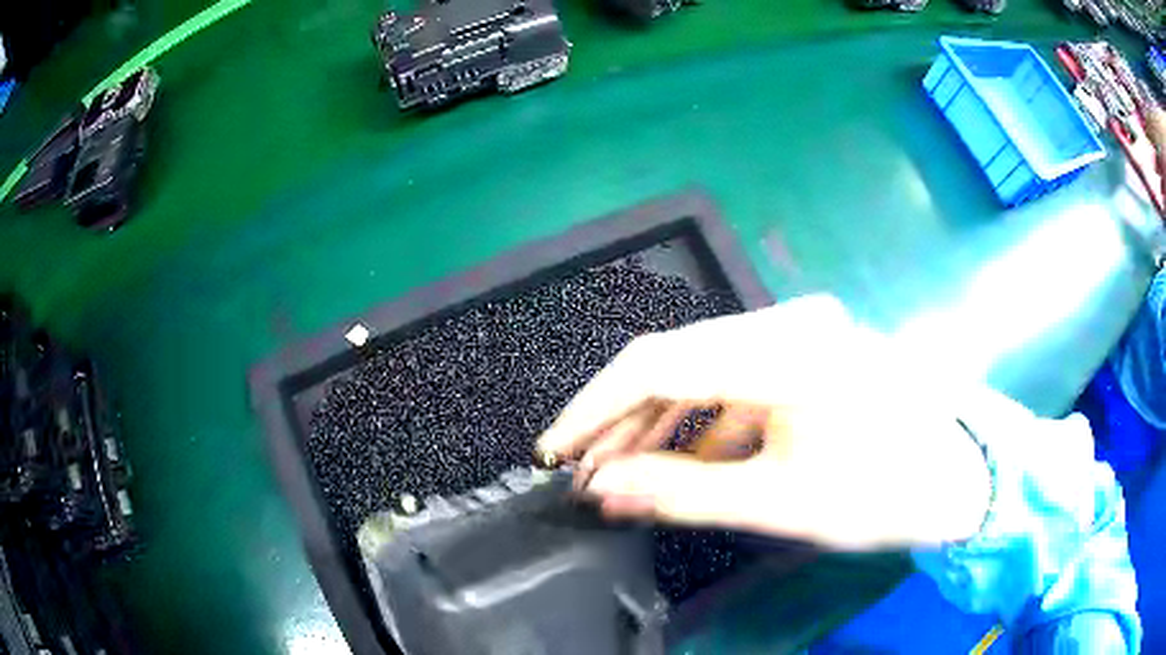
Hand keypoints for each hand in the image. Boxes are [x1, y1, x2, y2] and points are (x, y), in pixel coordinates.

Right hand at [536, 295, 990, 549]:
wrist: (964, 476)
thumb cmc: (884, 492)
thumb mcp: (780, 501)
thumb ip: (681, 492)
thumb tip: (602, 487)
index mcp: (783, 350)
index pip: (656, 364)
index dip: (593, 409)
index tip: (554, 451)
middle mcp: (788, 322)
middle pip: (677, 362)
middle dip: (624, 422)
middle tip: (588, 474)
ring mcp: (803, 332)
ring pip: (704, 372)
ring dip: (662, 423)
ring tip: (628, 473)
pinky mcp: (812, 352)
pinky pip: (738, 381)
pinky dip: (705, 421)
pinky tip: (692, 461)